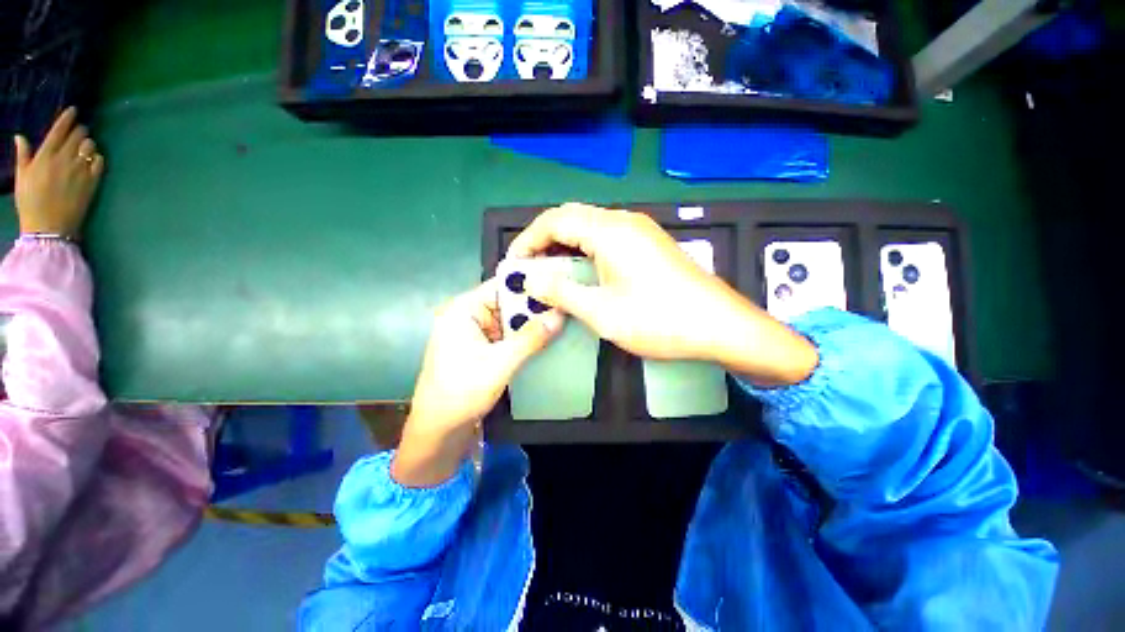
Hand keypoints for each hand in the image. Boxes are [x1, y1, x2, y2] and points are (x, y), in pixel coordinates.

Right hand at [12, 107, 104, 237]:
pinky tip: (93, 159)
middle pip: (78, 135)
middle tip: (79, 131)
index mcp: (45, 156)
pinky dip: (98, 157)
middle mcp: (64, 159)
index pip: (59, 130)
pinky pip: (100, 162)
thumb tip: (20, 136)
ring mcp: (80, 170)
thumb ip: (23, 155)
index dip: (68, 117)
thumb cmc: (31, 202)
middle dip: (80, 130)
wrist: (49, 228)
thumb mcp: (21, 177)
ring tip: (85, 146)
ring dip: (89, 143)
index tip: (74, 110)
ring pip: (90, 146)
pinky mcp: (92, 182)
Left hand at [392, 279, 563, 486]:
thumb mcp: (500, 363)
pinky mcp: (481, 349)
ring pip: (510, 320)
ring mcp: (475, 333)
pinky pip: (507, 335)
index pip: (501, 286)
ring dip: (531, 323)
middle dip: (534, 307)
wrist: (438, 432)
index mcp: (463, 309)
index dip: (530, 285)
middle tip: (567, 305)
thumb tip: (560, 314)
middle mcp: (468, 315)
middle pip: (507, 302)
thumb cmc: (461, 393)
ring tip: (563, 319)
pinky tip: (546, 338)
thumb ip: (531, 338)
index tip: (559, 285)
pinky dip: (524, 337)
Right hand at [508, 203, 817, 385]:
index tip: (514, 263)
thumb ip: (562, 292)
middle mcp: (624, 221)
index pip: (554, 220)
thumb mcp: (602, 311)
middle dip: (544, 240)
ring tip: (550, 272)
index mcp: (609, 231)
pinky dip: (585, 251)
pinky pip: (606, 239)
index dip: (528, 239)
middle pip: (571, 218)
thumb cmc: (659, 320)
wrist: (719, 326)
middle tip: (530, 268)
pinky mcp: (649, 244)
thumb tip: (530, 278)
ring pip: (589, 228)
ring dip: (565, 246)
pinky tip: (582, 273)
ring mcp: (640, 231)